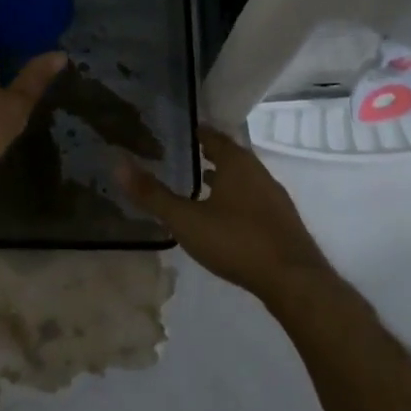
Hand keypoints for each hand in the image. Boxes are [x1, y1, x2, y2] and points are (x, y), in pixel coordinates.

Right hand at [116, 124, 332, 297]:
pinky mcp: (282, 222)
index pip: (213, 137)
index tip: (179, 130)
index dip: (196, 132)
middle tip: (184, 156)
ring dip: (224, 179)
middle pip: (231, 156)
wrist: (293, 280)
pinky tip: (225, 218)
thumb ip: (152, 194)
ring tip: (201, 186)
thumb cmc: (236, 241)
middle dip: (209, 155)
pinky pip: (253, 200)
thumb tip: (117, 163)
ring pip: (244, 179)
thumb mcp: (186, 220)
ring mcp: (274, 198)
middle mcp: (259, 173)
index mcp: (237, 163)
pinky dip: (236, 200)